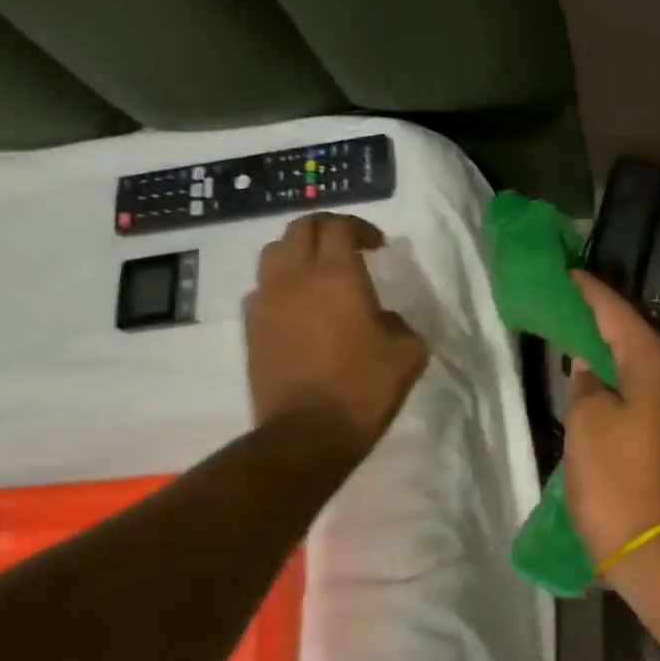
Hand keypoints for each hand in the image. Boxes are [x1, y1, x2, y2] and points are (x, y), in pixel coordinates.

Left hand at [245, 215, 428, 454]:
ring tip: (318, 273)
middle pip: (301, 229)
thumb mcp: (408, 353)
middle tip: (348, 248)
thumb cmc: (363, 388)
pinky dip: (281, 283)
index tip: (377, 246)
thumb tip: (383, 318)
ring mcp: (266, 300)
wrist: (307, 433)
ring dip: (298, 252)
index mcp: (336, 274)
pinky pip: (263, 287)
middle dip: (327, 230)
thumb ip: (399, 322)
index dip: (360, 228)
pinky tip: (299, 307)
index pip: (339, 226)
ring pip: (274, 252)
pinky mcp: (251, 327)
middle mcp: (294, 276)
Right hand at [564, 272, 659, 574]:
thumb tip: (591, 367)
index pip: (617, 313)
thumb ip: (587, 385)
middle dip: (599, 318)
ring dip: (608, 351)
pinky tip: (597, 383)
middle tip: (564, 303)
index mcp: (656, 365)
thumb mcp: (589, 424)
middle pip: (632, 335)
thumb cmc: (620, 482)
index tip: (565, 272)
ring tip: (574, 337)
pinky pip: (642, 392)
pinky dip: (618, 381)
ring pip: (638, 365)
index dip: (589, 292)